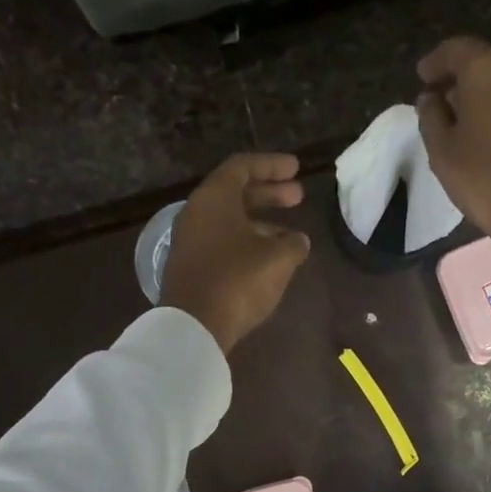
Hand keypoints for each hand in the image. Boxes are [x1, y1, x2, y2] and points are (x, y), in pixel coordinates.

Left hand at [161, 152, 311, 353]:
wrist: (194, 325)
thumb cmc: (238, 280)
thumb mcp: (278, 259)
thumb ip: (293, 243)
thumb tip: (298, 240)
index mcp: (215, 197)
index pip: (243, 167)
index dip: (272, 166)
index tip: (297, 169)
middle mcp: (197, 213)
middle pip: (236, 193)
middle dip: (270, 193)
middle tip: (298, 197)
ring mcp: (191, 241)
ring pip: (230, 221)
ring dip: (262, 223)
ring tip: (291, 235)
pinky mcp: (192, 267)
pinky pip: (223, 243)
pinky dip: (248, 242)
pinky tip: (268, 259)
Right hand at [416, 37, 490, 265]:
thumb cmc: (487, 182)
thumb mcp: (443, 154)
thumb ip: (431, 118)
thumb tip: (430, 98)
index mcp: (490, 69)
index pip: (457, 49)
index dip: (436, 62)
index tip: (424, 77)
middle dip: (469, 79)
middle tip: (452, 103)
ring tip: (485, 123)